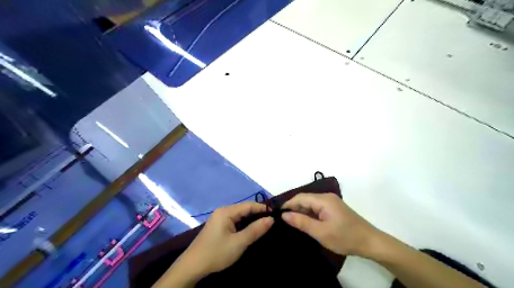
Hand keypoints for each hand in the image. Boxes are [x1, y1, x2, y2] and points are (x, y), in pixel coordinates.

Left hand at [176, 202, 274, 278]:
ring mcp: (219, 218)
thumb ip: (255, 230)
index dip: (262, 208)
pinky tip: (251, 230)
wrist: (193, 267)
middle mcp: (223, 211)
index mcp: (226, 211)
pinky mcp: (218, 226)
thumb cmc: (217, 252)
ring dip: (251, 219)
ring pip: (240, 215)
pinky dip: (244, 224)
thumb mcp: (239, 242)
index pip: (248, 205)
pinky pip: (235, 221)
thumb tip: (271, 219)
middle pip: (244, 209)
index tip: (276, 214)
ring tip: (264, 225)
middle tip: (272, 221)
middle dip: (257, 214)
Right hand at [280, 193, 380, 256]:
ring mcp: (331, 202)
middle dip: (294, 209)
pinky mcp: (334, 208)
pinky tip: (305, 223)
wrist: (370, 242)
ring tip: (292, 223)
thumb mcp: (321, 232)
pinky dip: (309, 214)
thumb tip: (284, 215)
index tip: (277, 215)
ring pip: (310, 204)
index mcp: (323, 200)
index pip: (300, 198)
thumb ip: (301, 222)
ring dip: (301, 212)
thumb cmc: (345, 237)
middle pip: (305, 199)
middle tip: (283, 221)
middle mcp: (326, 197)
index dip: (288, 205)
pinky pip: (317, 208)